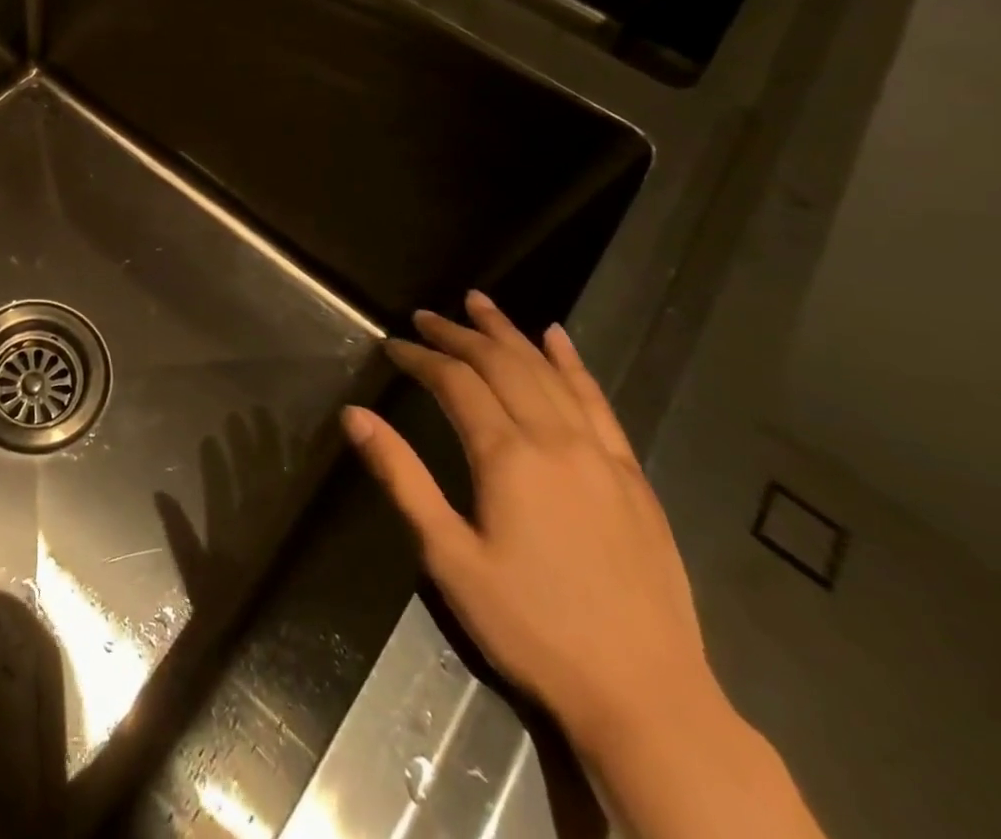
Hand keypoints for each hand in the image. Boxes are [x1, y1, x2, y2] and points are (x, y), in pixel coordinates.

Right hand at [342, 291, 713, 749]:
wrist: (647, 698)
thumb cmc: (531, 627)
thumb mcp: (448, 557)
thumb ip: (401, 477)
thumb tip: (354, 415)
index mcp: (508, 457)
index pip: (455, 382)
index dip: (420, 357)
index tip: (392, 346)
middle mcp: (556, 440)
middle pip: (502, 365)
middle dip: (459, 334)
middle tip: (426, 315)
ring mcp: (602, 456)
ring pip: (549, 372)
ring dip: (510, 333)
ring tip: (479, 302)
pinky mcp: (633, 478)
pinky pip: (599, 402)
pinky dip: (573, 364)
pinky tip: (559, 339)